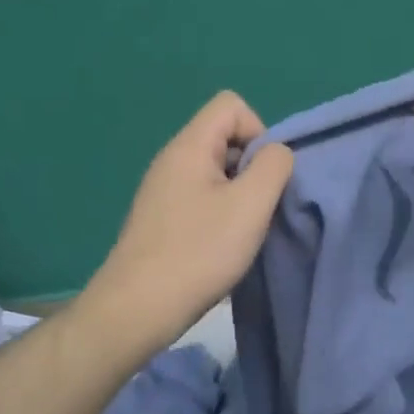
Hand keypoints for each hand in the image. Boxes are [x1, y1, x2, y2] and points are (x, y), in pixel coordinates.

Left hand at [81, 91, 293, 354]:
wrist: (136, 309)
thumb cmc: (198, 252)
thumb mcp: (251, 205)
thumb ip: (274, 166)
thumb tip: (277, 153)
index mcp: (189, 146)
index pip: (231, 105)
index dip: (258, 130)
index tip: (263, 175)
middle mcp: (172, 159)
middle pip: (224, 136)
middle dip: (251, 165)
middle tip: (257, 207)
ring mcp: (162, 189)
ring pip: (215, 170)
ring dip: (238, 194)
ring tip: (242, 231)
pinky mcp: (160, 217)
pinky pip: (200, 196)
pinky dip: (220, 213)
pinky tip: (220, 246)